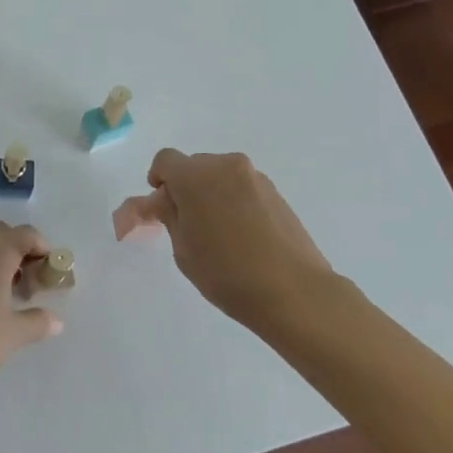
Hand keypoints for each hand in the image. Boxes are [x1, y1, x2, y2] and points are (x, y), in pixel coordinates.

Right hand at [132, 149, 356, 334]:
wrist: (293, 292)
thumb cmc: (226, 273)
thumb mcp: (183, 249)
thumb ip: (169, 216)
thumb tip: (165, 200)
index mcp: (195, 177)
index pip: (165, 161)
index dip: (158, 180)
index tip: (162, 207)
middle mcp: (225, 166)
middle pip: (194, 166)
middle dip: (185, 188)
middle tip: (188, 224)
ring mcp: (254, 177)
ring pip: (220, 176)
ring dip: (211, 194)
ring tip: (219, 233)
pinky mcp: (276, 192)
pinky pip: (242, 188)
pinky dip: (234, 201)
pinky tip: (242, 235)